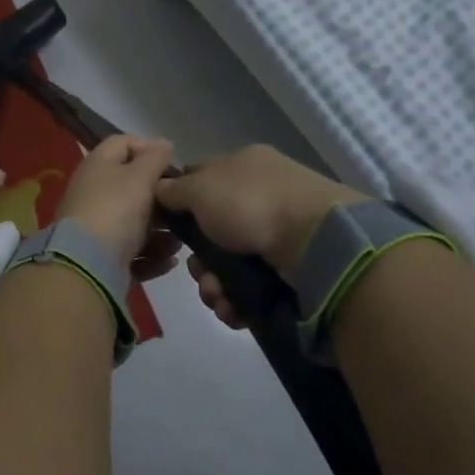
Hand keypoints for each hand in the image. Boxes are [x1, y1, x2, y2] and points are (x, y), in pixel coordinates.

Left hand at [54, 135, 182, 283]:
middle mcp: (94, 193)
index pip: (122, 143)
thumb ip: (155, 158)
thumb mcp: (140, 177)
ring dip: (161, 232)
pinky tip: (169, 261)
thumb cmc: (116, 210)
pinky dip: (152, 256)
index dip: (148, 148)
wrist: (87, 264)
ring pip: (135, 223)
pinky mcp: (102, 257)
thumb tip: (163, 144)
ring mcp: (96, 227)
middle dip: (160, 198)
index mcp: (98, 166)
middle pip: (131, 187)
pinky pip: (132, 252)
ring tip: (180, 240)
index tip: (171, 164)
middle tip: (182, 206)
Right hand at [154, 145, 366, 323]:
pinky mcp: (290, 269)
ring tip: (218, 297)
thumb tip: (160, 189)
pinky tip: (233, 309)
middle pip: (212, 232)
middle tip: (200, 272)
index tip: (169, 227)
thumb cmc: (249, 203)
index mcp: (243, 165)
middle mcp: (261, 195)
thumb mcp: (200, 187)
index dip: (180, 202)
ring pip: (229, 265)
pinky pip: (251, 287)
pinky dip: (237, 301)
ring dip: (214, 286)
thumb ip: (175, 190)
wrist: (314, 241)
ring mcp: (278, 233)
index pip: (201, 178)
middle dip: (199, 261)